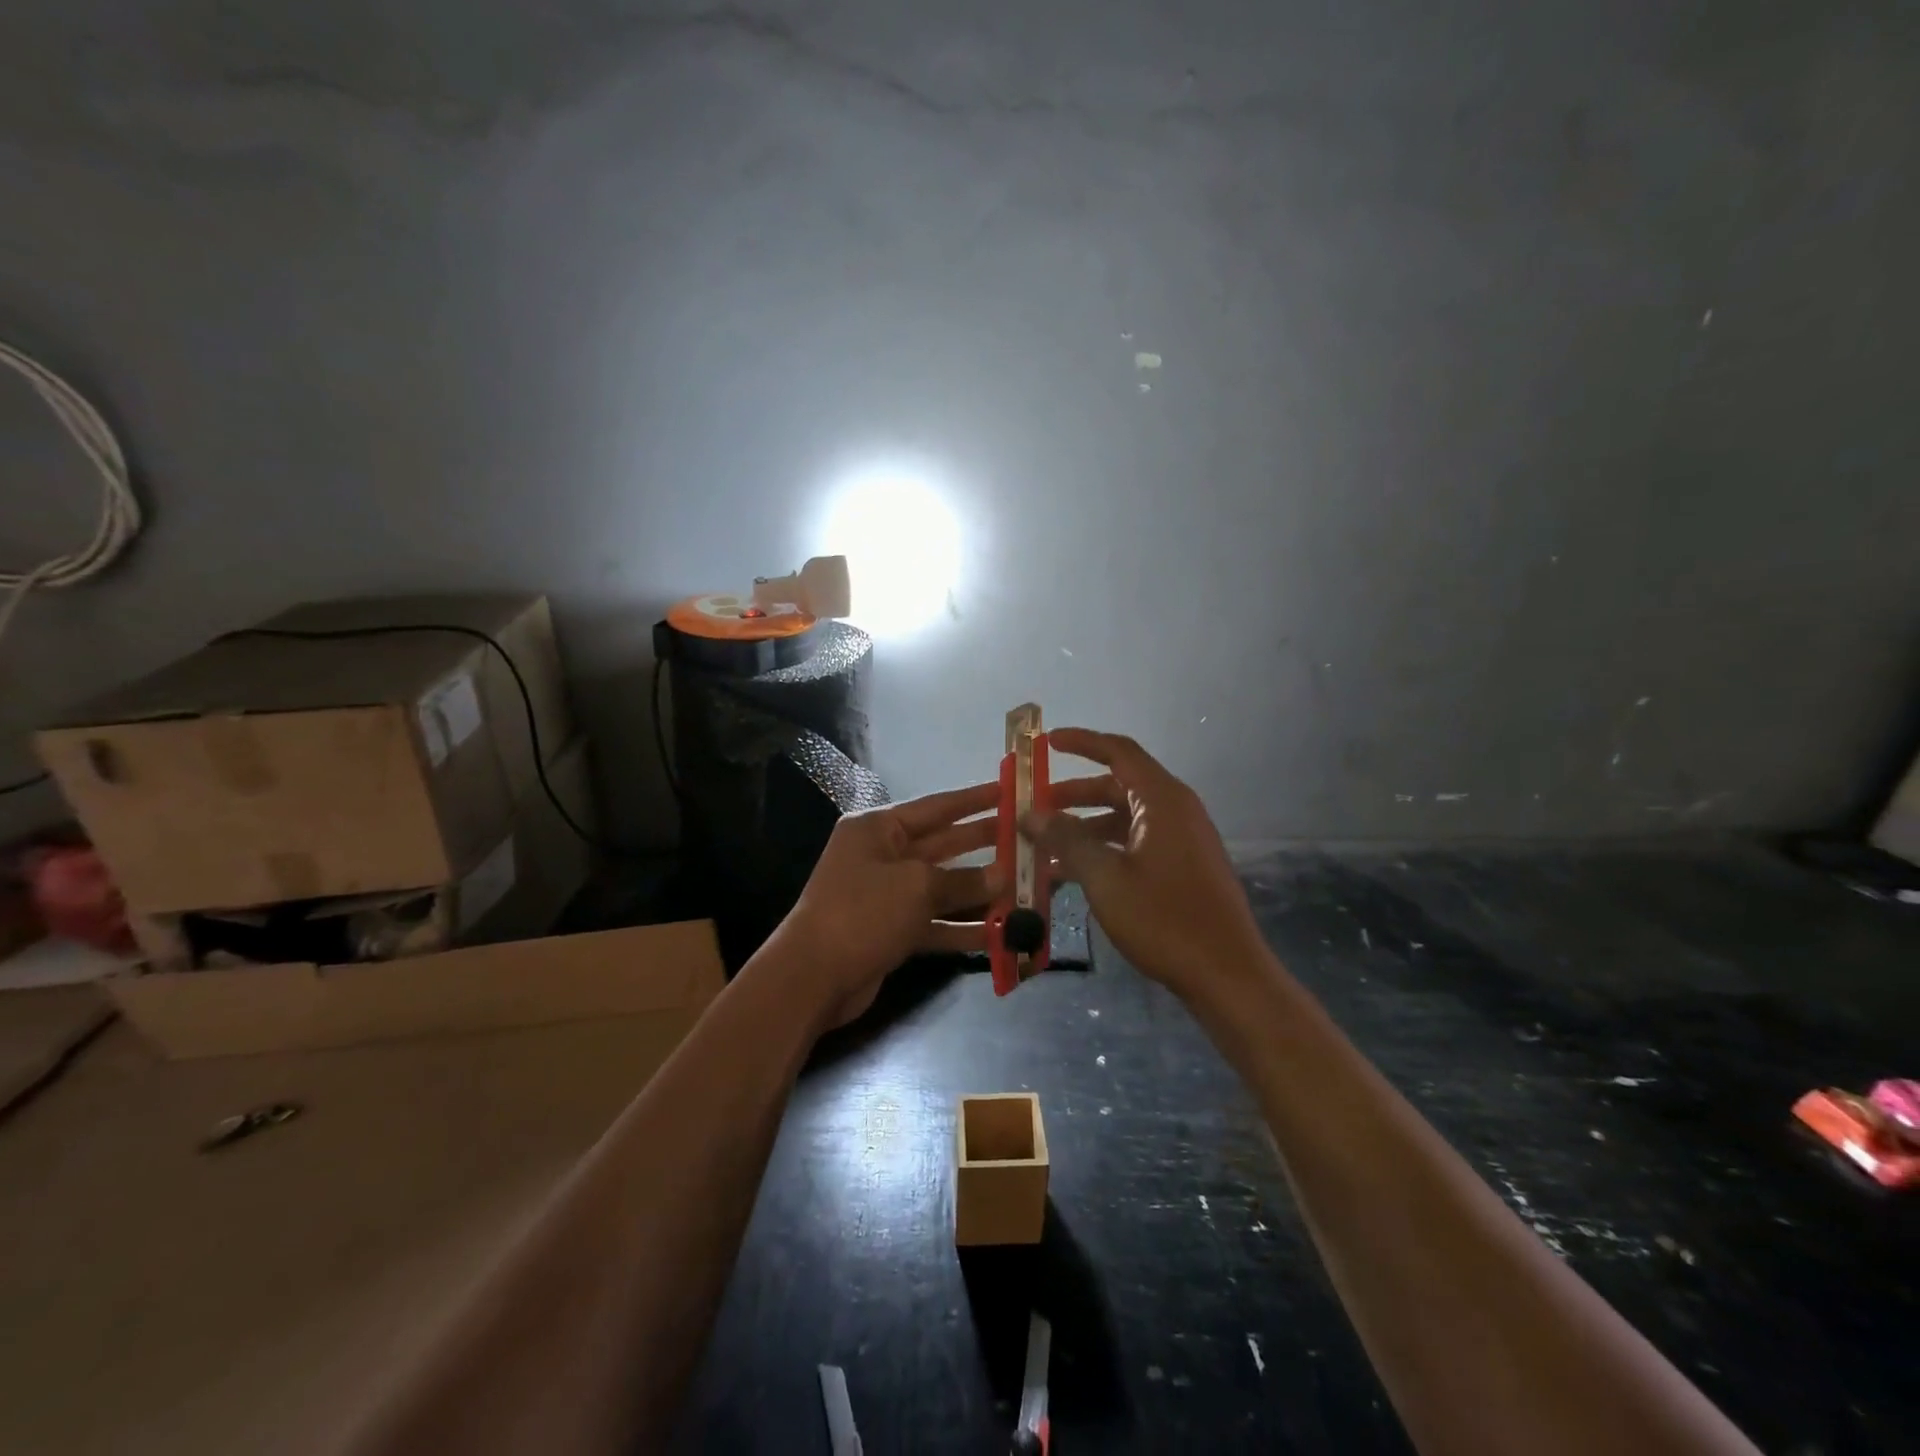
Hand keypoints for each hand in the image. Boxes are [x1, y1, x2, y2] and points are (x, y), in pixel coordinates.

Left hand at [773, 782, 1003, 1029]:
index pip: (936, 806)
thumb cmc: (863, 912)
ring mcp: (887, 895)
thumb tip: (1003, 877)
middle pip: (943, 845)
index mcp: (879, 828)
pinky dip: (964, 927)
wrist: (812, 977)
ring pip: (943, 887)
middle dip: (984, 844)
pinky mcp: (893, 930)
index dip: (975, 799)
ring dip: (981, 891)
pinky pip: (936, 921)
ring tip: (1026, 887)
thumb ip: (963, 880)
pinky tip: (1002, 933)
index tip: (1009, 790)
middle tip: (1028, 838)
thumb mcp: (917, 887)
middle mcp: (883, 855)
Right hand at [1023, 728, 1266, 1002]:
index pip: (1119, 752)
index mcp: (1162, 800)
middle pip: (1118, 786)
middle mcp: (1175, 810)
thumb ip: (1067, 839)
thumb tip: (1031, 814)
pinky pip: (1136, 842)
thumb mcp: (1105, 878)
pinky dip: (1105, 848)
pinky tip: (1074, 872)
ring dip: (1086, 826)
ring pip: (1125, 817)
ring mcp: (1182, 839)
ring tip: (1046, 845)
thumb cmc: (1164, 919)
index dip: (1082, 742)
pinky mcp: (1183, 866)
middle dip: (1074, 794)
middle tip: (1035, 806)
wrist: (1226, 974)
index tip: (1046, 742)